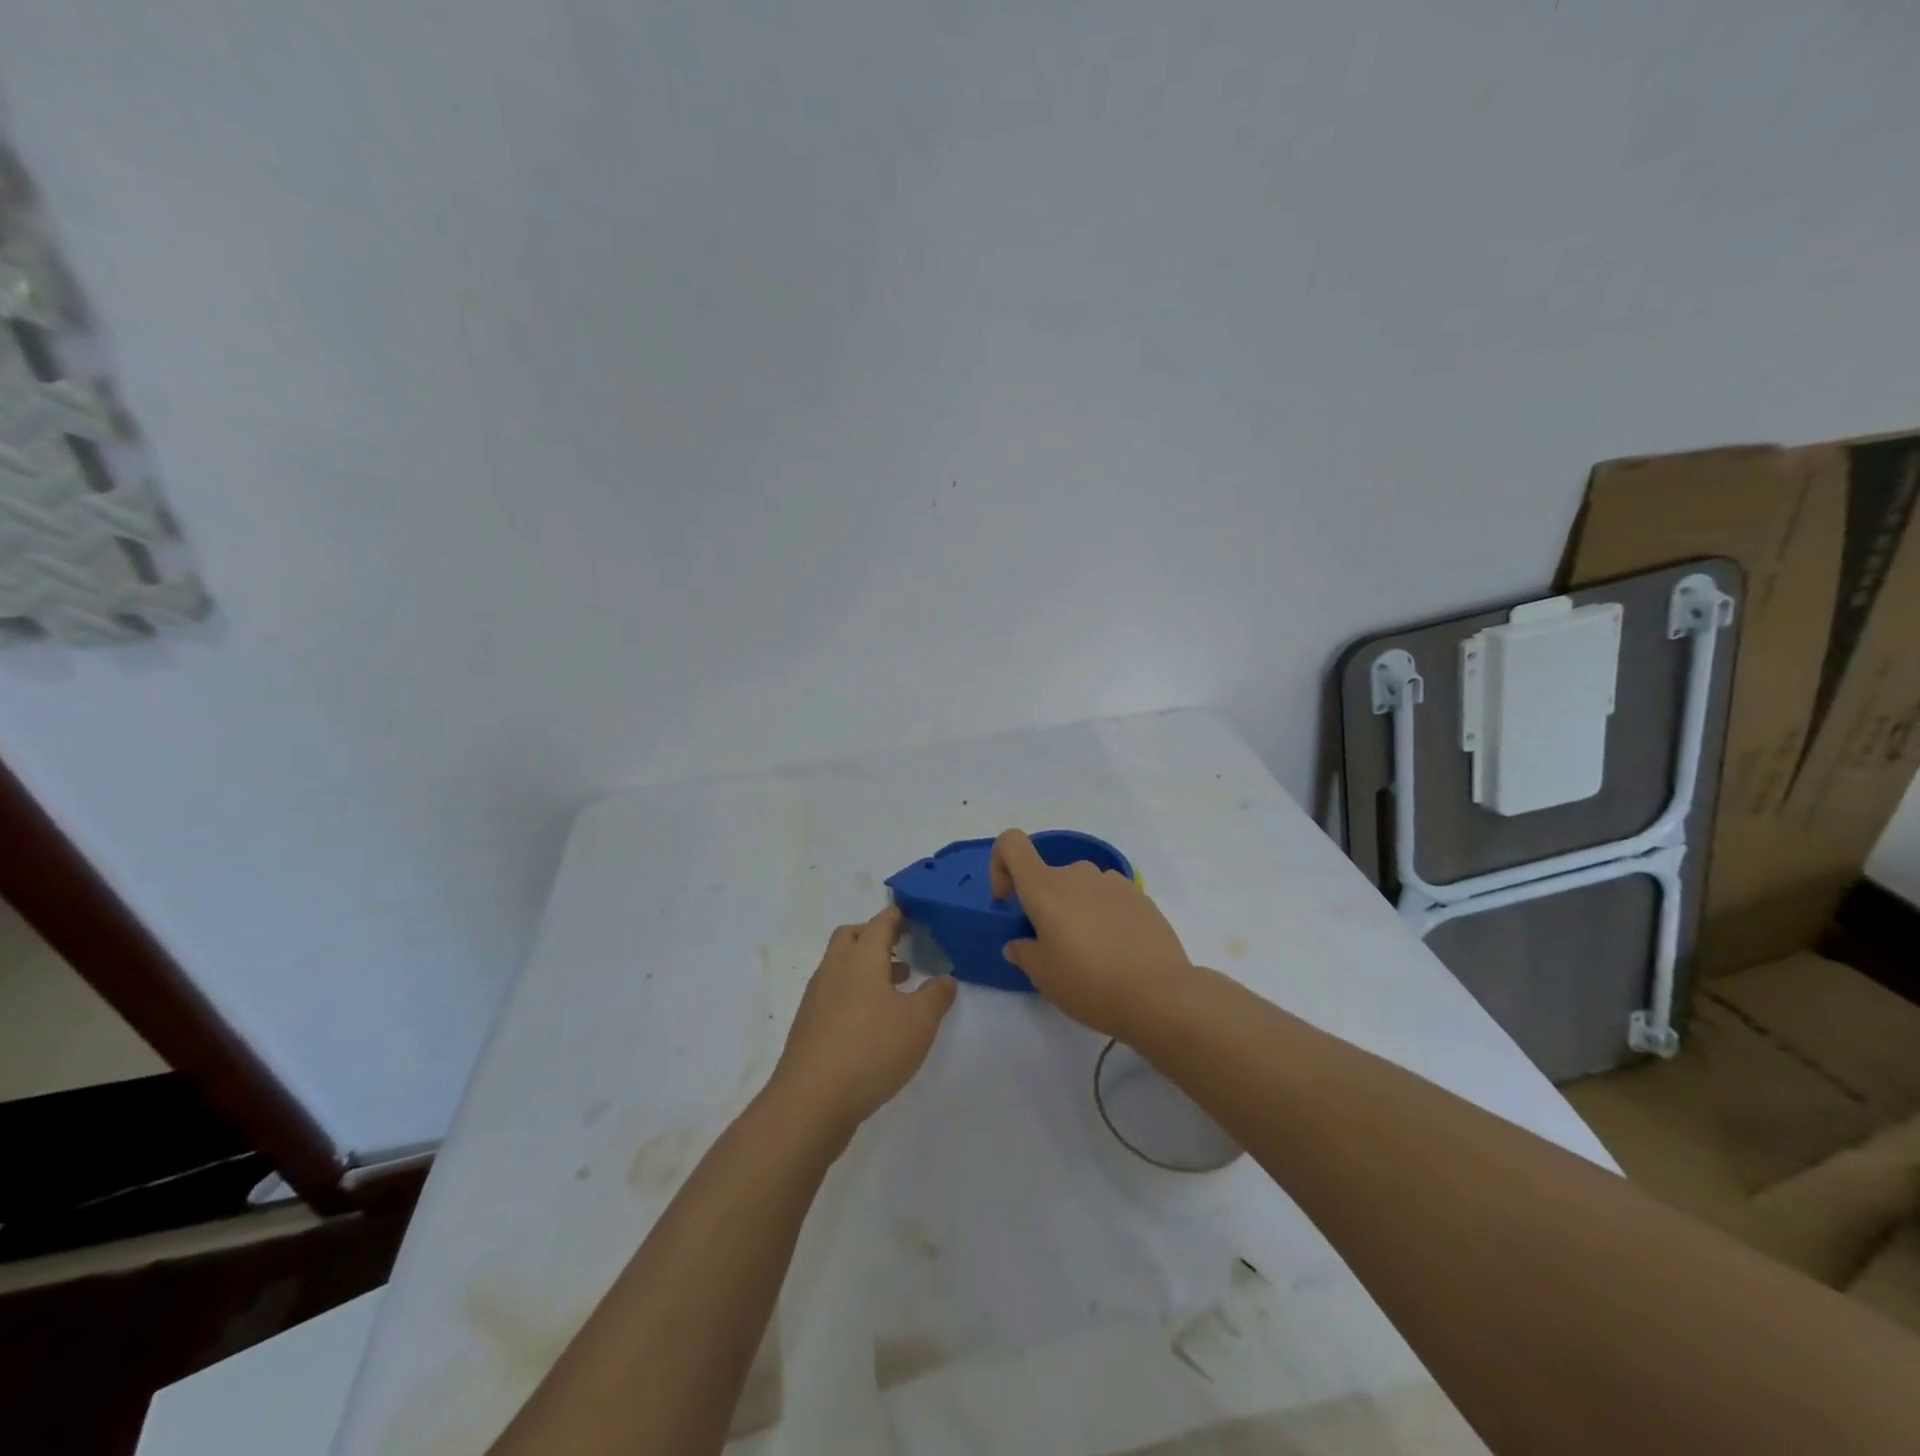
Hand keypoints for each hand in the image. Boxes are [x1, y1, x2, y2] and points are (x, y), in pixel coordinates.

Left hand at [768, 905, 956, 1137]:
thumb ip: (936, 996)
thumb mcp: (918, 1023)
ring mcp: (817, 997)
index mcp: (861, 958)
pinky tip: (872, 1021)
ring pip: (840, 966)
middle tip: (900, 947)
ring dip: (865, 967)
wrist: (810, 1102)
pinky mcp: (808, 1025)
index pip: (879, 923)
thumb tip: (945, 979)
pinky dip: (853, 992)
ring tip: (895, 986)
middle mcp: (834, 969)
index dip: (896, 917)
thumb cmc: (871, 1049)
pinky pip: (833, 993)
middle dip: (874, 936)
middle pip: (851, 937)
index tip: (912, 916)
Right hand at [991, 828, 1195, 1040]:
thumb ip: (1024, 953)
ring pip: (1080, 888)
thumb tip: (1019, 943)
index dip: (1000, 864)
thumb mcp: (1044, 977)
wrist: (1160, 995)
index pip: (1012, 844)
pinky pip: (1108, 899)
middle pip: (1049, 877)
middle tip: (1055, 949)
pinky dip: (1103, 916)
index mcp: (1046, 888)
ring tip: (1090, 954)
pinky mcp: (1140, 897)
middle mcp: (1078, 874)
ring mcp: (1113, 883)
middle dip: (1045, 906)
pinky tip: (1117, 952)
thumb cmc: (1090, 983)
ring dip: (1076, 911)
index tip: (1008, 901)